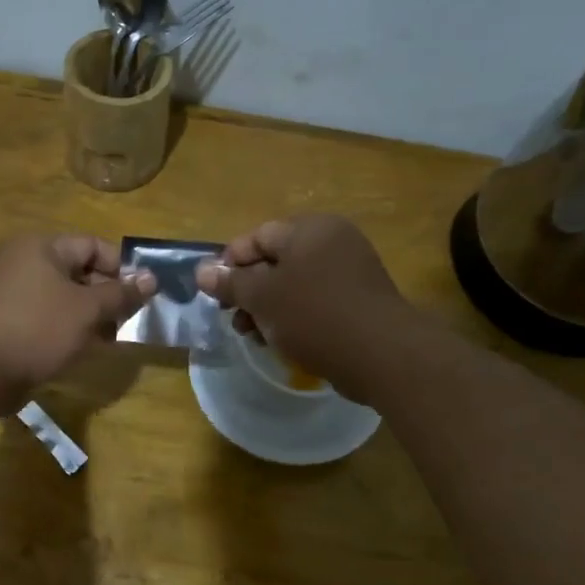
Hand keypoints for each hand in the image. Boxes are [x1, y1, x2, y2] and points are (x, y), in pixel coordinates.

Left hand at [0, 235, 154, 402]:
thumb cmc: (37, 328)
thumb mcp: (87, 310)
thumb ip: (121, 294)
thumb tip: (151, 278)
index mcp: (42, 247)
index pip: (93, 245)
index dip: (121, 267)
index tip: (143, 294)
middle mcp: (25, 262)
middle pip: (78, 271)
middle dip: (108, 295)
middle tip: (130, 320)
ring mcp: (13, 293)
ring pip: (64, 298)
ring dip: (91, 316)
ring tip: (111, 339)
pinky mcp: (8, 321)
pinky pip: (47, 317)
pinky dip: (68, 329)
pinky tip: (84, 349)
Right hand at [196, 215, 408, 400]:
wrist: (381, 354)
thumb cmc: (314, 315)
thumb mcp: (262, 297)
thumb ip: (230, 283)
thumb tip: (202, 271)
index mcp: (310, 229)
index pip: (257, 236)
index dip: (230, 263)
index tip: (215, 293)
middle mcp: (332, 242)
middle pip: (275, 262)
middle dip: (248, 292)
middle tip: (233, 319)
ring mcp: (350, 272)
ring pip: (294, 286)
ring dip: (267, 309)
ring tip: (253, 336)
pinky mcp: (359, 301)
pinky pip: (315, 302)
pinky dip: (294, 318)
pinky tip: (281, 342)